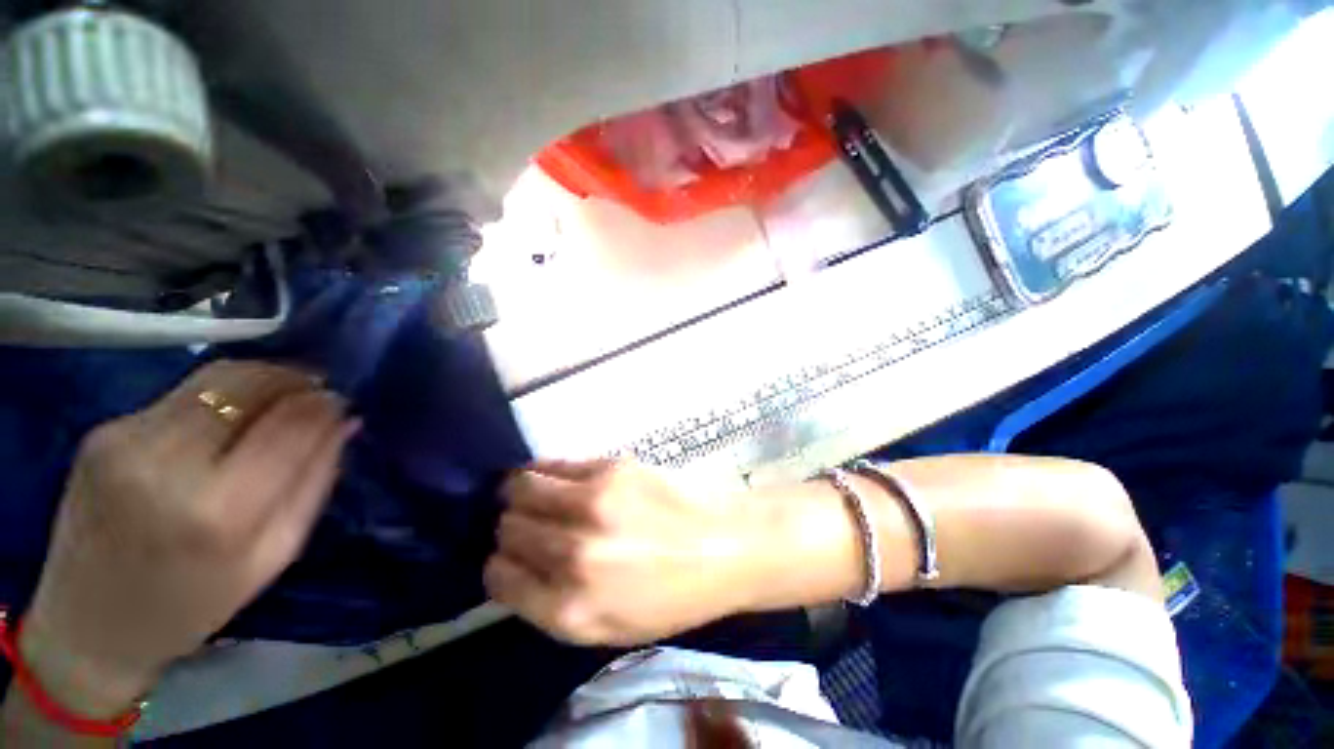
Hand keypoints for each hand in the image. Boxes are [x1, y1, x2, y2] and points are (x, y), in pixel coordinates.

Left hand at [19, 361, 358, 715]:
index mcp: (217, 510)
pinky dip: (220, 397)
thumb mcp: (274, 554)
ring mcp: (125, 440)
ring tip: (279, 398)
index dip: (324, 403)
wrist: (89, 626)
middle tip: (317, 390)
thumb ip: (314, 481)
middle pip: (246, 383)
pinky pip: (182, 394)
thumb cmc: (194, 603)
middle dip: (293, 378)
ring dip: (259, 381)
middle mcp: (165, 463)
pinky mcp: (103, 431)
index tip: (343, 402)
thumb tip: (344, 421)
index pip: (290, 423)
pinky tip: (227, 419)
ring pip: (214, 377)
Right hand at [484, 460, 762, 646]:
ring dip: (519, 493)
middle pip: (508, 528)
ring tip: (533, 495)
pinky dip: (544, 471)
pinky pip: (553, 464)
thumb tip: (512, 566)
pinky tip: (555, 478)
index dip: (500, 563)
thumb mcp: (609, 628)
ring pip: (520, 487)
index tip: (511, 556)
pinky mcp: (611, 467)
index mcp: (570, 608)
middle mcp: (573, 554)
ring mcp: (593, 503)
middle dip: (510, 527)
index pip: (498, 576)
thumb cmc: (673, 596)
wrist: (727, 545)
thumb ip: (552, 605)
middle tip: (528, 524)